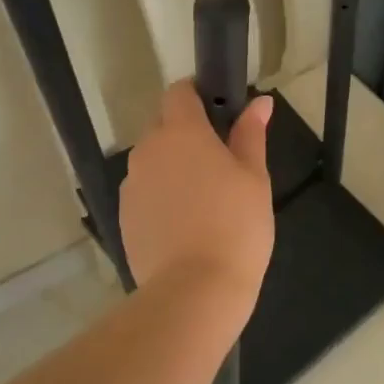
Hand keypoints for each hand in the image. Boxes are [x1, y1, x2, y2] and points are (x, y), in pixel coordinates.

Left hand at [120, 81, 274, 297]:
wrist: (194, 291)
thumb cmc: (235, 226)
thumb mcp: (254, 177)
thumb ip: (251, 134)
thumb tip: (260, 102)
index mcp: (181, 132)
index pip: (179, 92)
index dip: (198, 95)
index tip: (220, 113)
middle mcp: (148, 150)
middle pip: (163, 125)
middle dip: (187, 134)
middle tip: (221, 163)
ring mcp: (131, 184)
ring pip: (153, 160)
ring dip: (173, 166)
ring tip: (203, 200)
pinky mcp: (124, 216)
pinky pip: (145, 191)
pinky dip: (161, 196)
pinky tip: (184, 224)